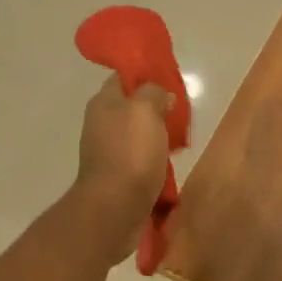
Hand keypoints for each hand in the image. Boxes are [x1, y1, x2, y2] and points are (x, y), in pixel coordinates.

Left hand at [72, 74, 173, 261]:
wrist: (115, 206)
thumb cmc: (131, 152)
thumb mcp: (145, 110)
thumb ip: (154, 93)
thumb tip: (160, 95)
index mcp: (103, 103)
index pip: (123, 77)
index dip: (145, 74)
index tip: (170, 80)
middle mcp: (101, 123)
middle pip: (131, 106)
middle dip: (155, 107)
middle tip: (180, 111)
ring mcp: (107, 150)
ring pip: (136, 132)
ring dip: (156, 134)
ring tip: (180, 138)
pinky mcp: (117, 174)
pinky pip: (139, 156)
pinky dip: (153, 156)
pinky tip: (168, 161)